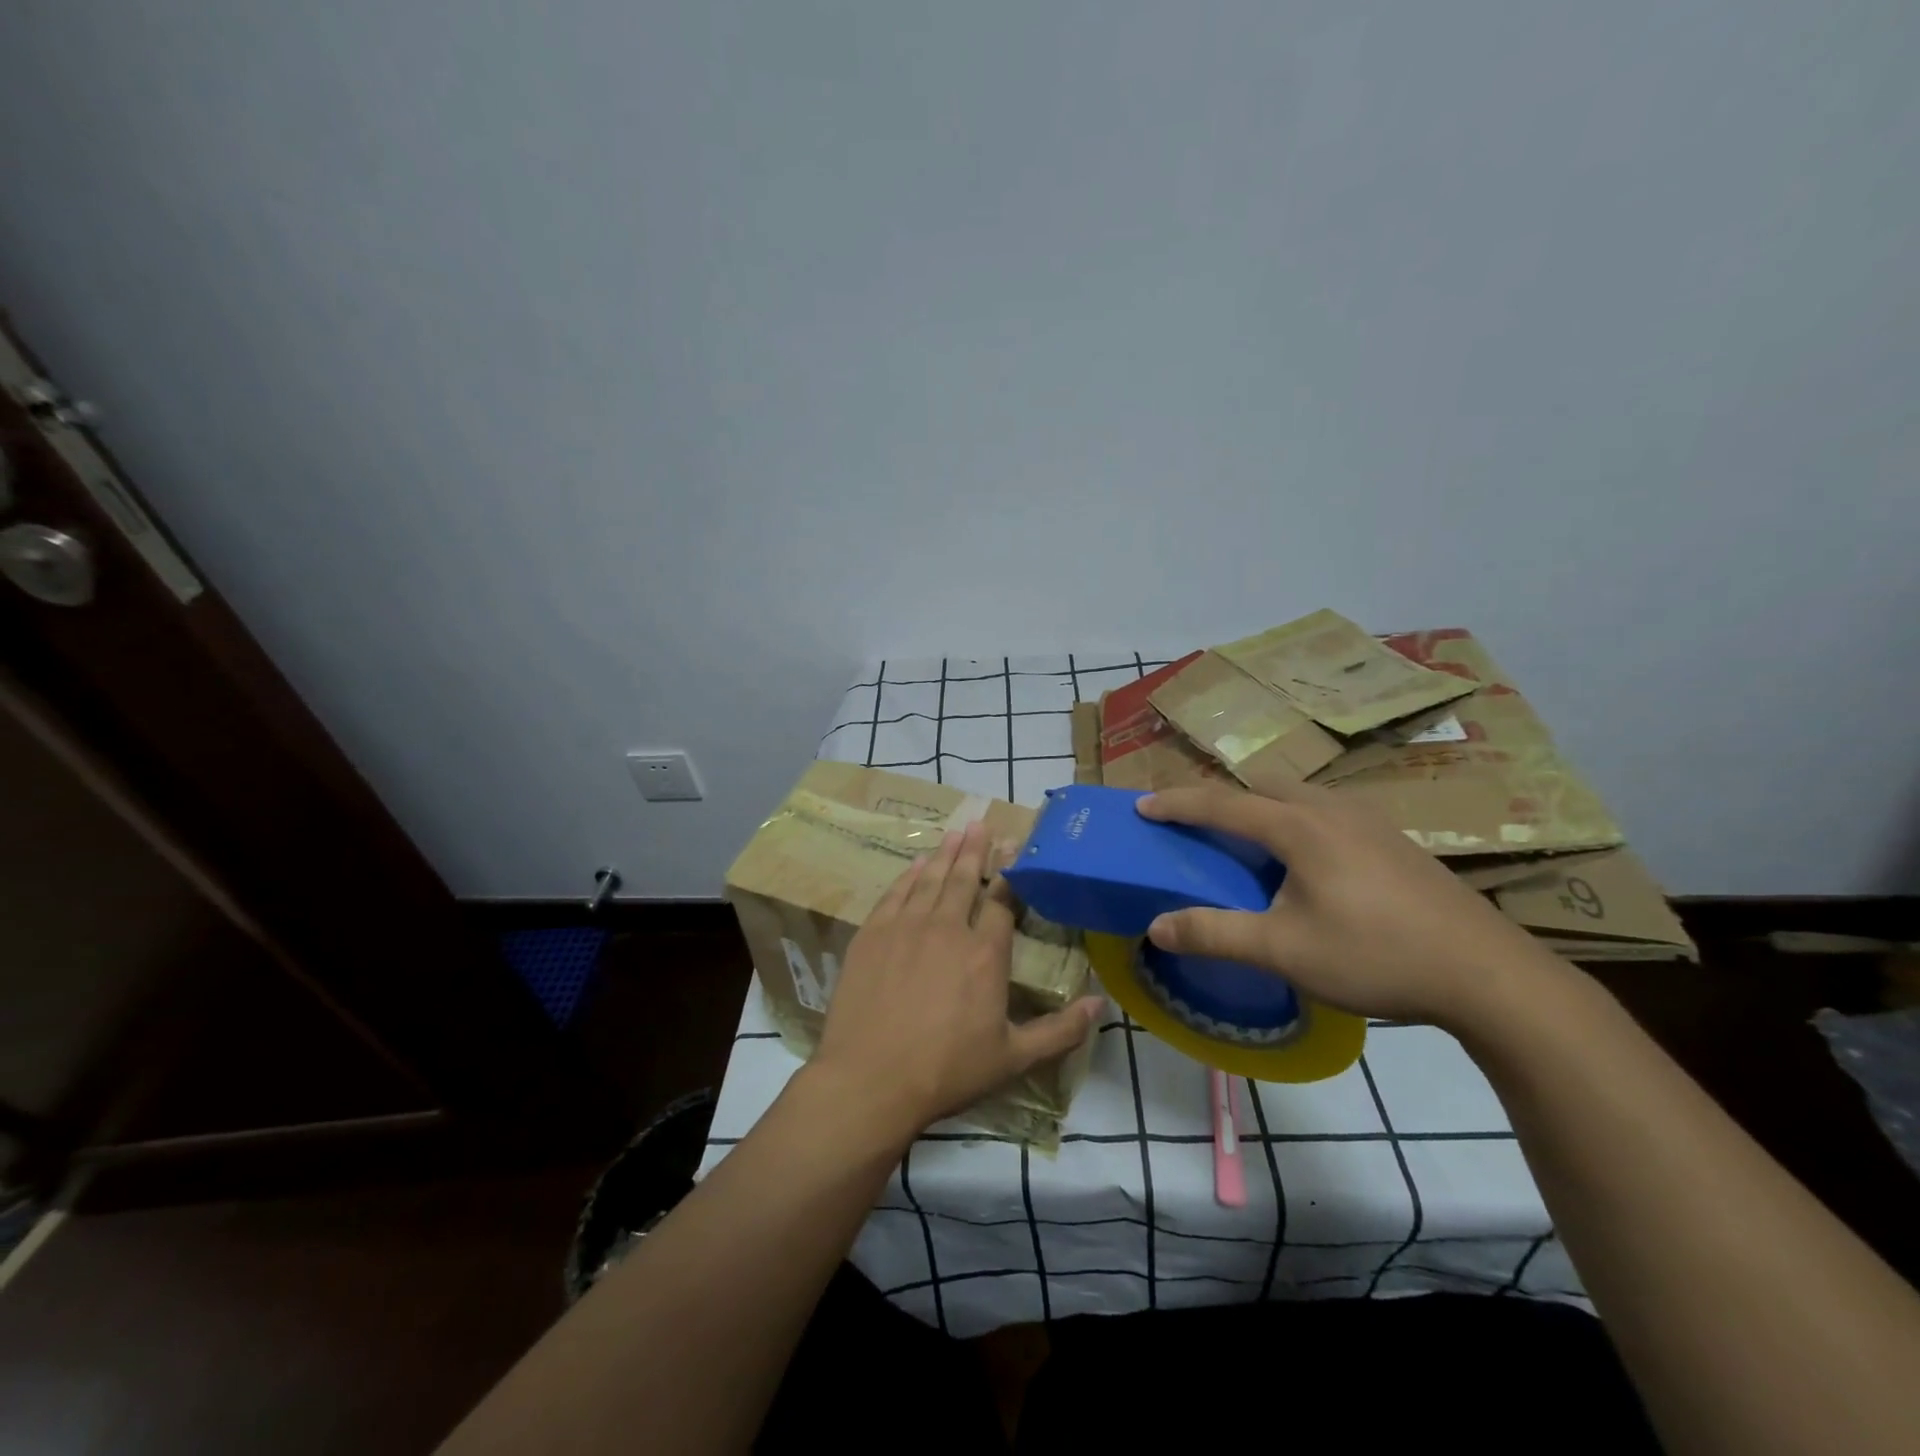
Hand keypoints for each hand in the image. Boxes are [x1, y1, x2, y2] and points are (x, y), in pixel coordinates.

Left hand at [810, 820, 1104, 1143]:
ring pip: (931, 880)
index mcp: (985, 954)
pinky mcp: (872, 934)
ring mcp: (906, 927)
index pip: (1002, 902)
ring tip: (955, 833)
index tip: (1014, 851)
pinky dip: (909, 875)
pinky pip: (895, 893)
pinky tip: (917, 864)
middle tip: (980, 823)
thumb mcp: (1012, 1059)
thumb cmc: (946, 1072)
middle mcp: (947, 928)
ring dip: (945, 854)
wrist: (870, 1080)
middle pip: (965, 879)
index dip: (1010, 875)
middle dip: (975, 850)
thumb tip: (1100, 1005)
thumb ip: (1060, 1031)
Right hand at [1136, 780, 1553, 1027]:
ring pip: (1299, 795)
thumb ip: (1215, 934)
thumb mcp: (1284, 950)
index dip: (1177, 803)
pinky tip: (1308, 864)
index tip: (1142, 805)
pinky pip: (1327, 812)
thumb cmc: (1375, 955)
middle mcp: (1331, 810)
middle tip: (1198, 824)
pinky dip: (1296, 821)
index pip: (1221, 804)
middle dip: (1222, 797)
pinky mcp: (1394, 841)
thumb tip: (1155, 927)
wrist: (1488, 974)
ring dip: (1262, 807)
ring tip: (1249, 843)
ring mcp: (1369, 821)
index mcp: (1298, 827)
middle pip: (1262, 785)